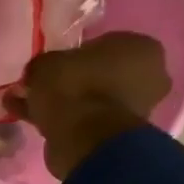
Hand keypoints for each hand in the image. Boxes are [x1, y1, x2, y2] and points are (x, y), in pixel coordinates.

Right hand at [6, 32, 170, 180]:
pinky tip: (36, 122)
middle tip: (44, 86)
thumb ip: (45, 64)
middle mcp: (150, 76)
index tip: (54, 65)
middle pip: (103, 73)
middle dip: (74, 80)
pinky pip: (89, 121)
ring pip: (95, 99)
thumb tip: (39, 72)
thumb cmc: (74, 87)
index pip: (105, 44)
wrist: (84, 139)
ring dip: (69, 103)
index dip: (76, 54)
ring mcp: (138, 109)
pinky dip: (66, 121)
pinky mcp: (121, 135)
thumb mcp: (47, 63)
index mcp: (141, 48)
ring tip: (33, 106)